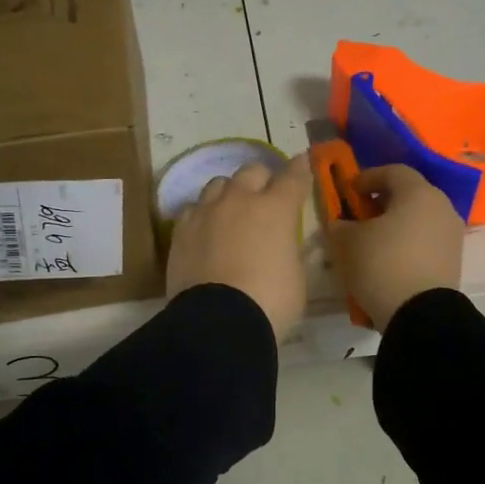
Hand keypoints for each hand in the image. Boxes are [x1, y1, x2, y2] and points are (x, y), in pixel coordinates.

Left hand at [166, 154, 313, 341]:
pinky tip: (205, 228)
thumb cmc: (270, 301)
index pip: (293, 177)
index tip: (303, 163)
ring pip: (219, 184)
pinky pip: (193, 209)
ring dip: (230, 192)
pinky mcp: (181, 230)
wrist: (218, 320)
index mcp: (276, 209)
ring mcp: (206, 212)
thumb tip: (284, 245)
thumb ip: (290, 251)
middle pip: (252, 171)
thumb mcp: (296, 277)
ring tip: (232, 209)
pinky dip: (203, 214)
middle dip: (263, 179)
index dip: (300, 169)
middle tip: (266, 195)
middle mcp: (240, 200)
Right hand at [328, 163, 463, 329]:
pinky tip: (388, 260)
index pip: (393, 171)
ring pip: (419, 219)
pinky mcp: (453, 261)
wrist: (420, 314)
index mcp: (419, 193)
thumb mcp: (348, 242)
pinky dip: (407, 244)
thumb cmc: (382, 264)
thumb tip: (341, 224)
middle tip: (359, 215)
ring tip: (372, 241)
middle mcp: (442, 207)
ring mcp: (452, 235)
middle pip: (409, 195)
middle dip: (382, 202)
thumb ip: (340, 225)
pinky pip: (426, 242)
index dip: (368, 177)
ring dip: (396, 224)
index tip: (349, 190)